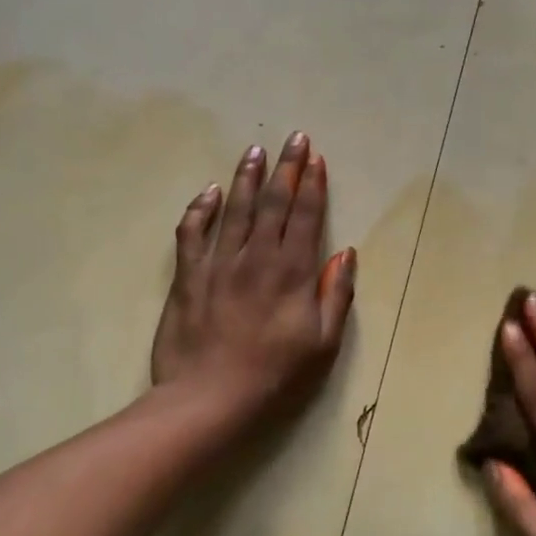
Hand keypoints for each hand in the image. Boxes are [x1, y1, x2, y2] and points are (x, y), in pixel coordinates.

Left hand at [150, 132, 356, 416]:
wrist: (209, 397)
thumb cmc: (274, 374)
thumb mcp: (323, 343)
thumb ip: (336, 295)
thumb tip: (346, 253)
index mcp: (293, 272)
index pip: (306, 216)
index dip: (313, 185)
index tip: (316, 159)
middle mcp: (257, 257)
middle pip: (273, 203)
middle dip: (286, 168)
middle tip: (294, 138)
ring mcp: (219, 263)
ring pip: (234, 209)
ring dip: (247, 177)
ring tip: (255, 151)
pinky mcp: (188, 276)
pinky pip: (192, 233)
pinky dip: (200, 209)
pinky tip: (208, 191)